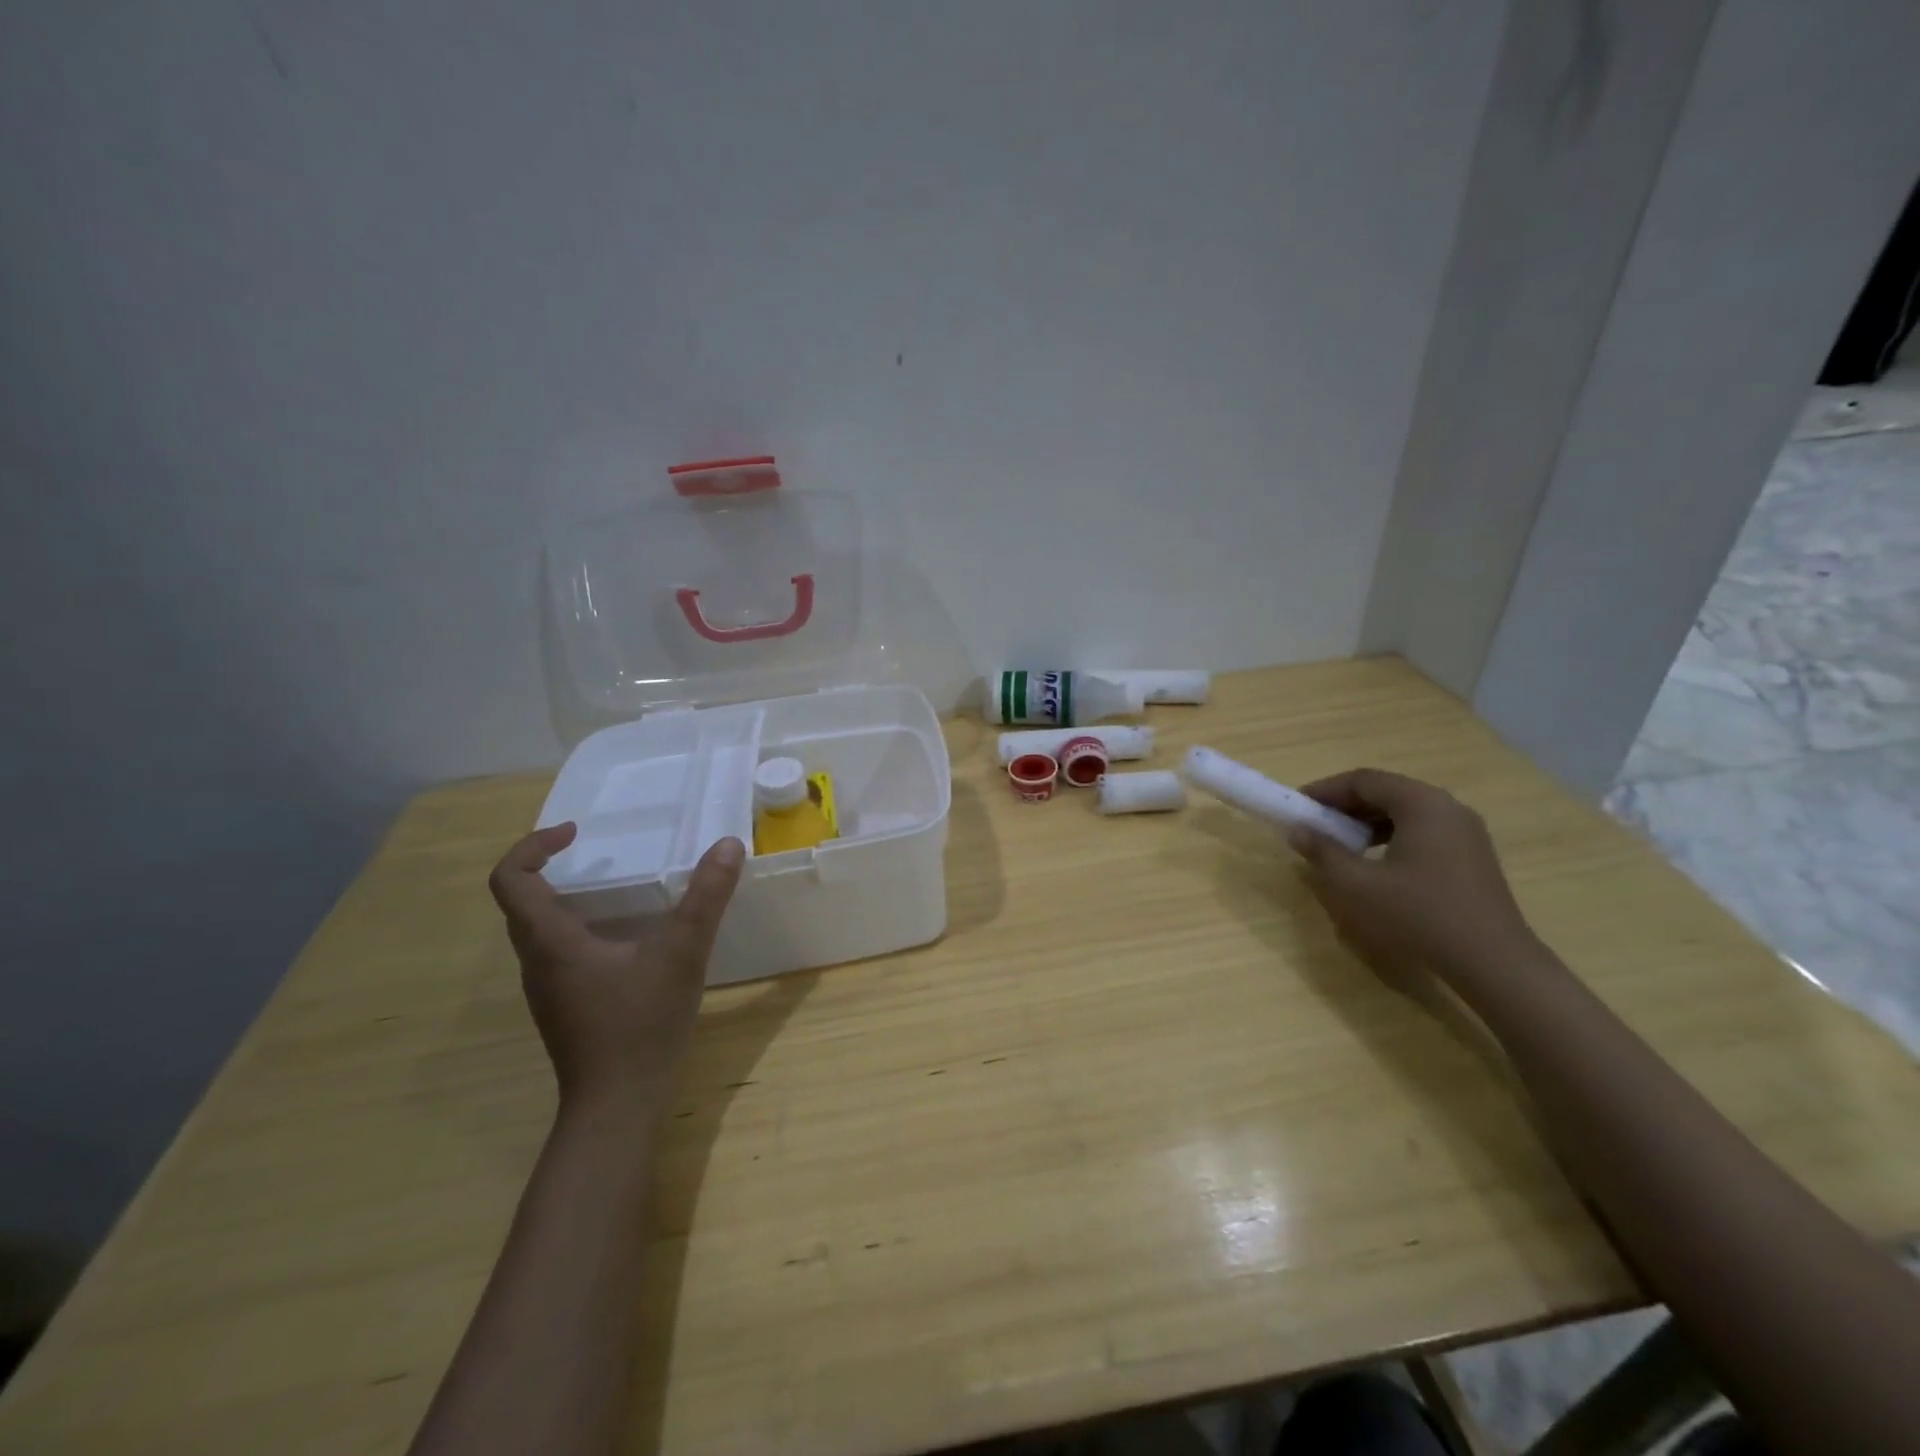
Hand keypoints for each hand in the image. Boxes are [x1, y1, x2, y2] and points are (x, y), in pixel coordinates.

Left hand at [488, 825, 744, 1113]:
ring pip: (538, 930)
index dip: (532, 846)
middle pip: (520, 903)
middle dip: (547, 867)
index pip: (510, 880)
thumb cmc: (640, 1025)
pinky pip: (557, 952)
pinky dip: (578, 928)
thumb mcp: (682, 953)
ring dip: (563, 899)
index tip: (574, 833)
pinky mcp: (565, 1007)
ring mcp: (548, 990)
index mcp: (551, 942)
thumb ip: (706, 897)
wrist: (617, 1106)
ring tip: (612, 888)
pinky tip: (625, 940)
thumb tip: (728, 845)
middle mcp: (537, 963)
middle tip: (591, 851)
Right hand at [1287, 768, 1542, 984]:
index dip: (1325, 790)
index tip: (1298, 807)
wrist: (1493, 962)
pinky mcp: (1473, 856)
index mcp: (1421, 803)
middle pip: (1386, 792)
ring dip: (1367, 823)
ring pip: (1405, 812)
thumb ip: (1322, 851)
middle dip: (1345, 806)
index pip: (1363, 780)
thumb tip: (1298, 830)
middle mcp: (1447, 807)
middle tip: (1315, 826)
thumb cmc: (1417, 915)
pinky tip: (1376, 865)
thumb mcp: (1355, 884)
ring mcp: (1466, 832)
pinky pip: (1423, 831)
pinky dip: (1392, 838)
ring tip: (1341, 846)